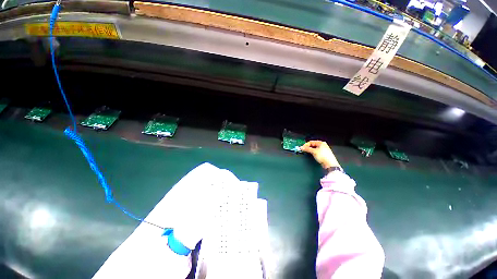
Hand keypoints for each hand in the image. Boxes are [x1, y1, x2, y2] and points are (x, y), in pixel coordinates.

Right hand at [301, 140, 340, 168]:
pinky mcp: (323, 154)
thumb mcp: (314, 151)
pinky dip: (313, 153)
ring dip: (310, 150)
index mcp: (321, 143)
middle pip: (312, 145)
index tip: (302, 148)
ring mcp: (323, 150)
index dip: (306, 144)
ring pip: (314, 149)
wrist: (330, 164)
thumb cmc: (323, 156)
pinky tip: (311, 155)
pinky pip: (316, 152)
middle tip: (304, 150)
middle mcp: (323, 145)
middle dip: (308, 147)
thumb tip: (302, 147)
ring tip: (307, 152)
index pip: (311, 142)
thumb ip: (307, 149)